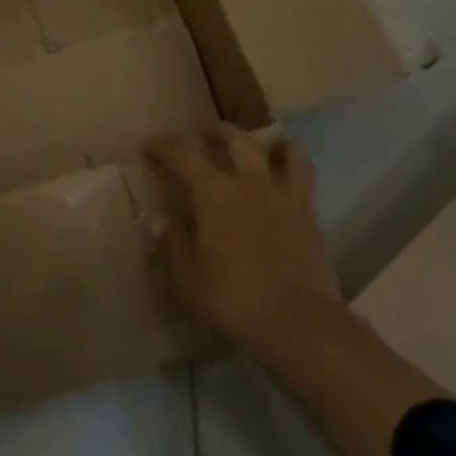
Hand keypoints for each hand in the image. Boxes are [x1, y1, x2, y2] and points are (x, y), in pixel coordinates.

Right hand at [145, 126, 339, 361]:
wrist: (297, 321)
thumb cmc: (233, 297)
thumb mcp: (189, 276)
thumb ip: (174, 244)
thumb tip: (160, 222)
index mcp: (213, 192)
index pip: (182, 154)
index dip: (162, 145)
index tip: (148, 146)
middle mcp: (248, 181)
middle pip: (231, 140)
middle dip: (212, 133)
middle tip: (200, 137)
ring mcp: (282, 194)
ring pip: (274, 149)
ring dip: (259, 139)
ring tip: (252, 142)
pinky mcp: (308, 212)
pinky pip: (303, 173)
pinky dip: (292, 159)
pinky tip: (287, 163)